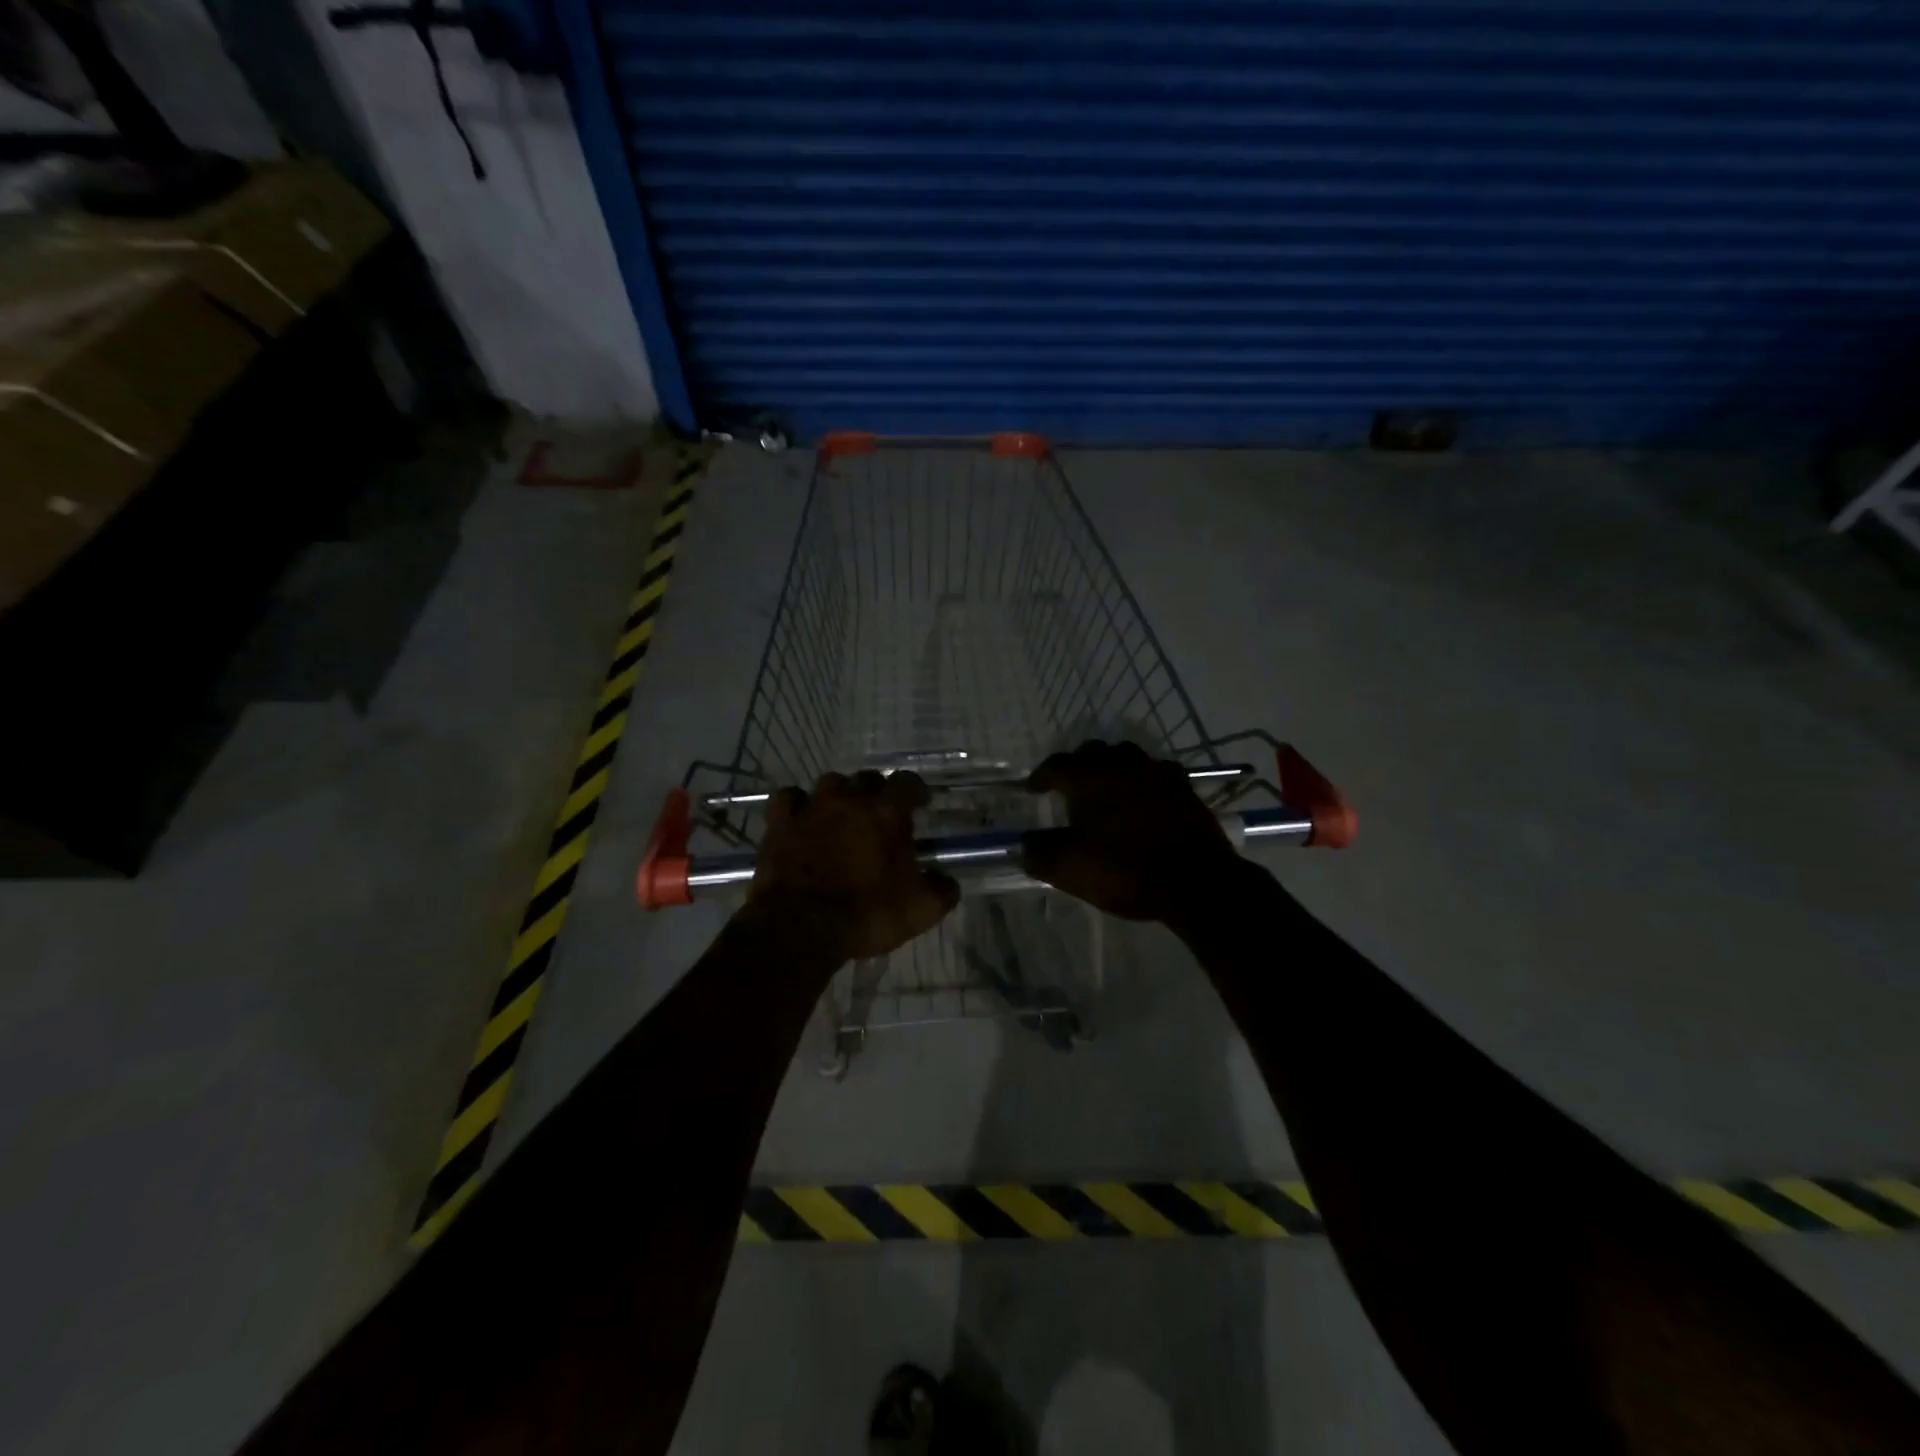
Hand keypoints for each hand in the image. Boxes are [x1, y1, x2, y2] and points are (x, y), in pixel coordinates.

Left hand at [752, 770, 960, 960]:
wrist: (801, 928)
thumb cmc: (867, 914)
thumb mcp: (921, 910)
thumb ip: (942, 890)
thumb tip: (946, 881)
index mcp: (887, 813)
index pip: (907, 781)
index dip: (915, 790)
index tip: (920, 803)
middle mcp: (850, 800)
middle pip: (868, 778)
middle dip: (878, 792)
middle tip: (881, 815)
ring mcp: (812, 808)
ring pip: (830, 783)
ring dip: (840, 794)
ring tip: (843, 814)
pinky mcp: (780, 824)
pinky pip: (789, 798)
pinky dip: (798, 804)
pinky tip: (802, 817)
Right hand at [1023, 740, 1242, 921]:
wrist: (1196, 882)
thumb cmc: (1125, 871)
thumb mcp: (1070, 869)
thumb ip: (1040, 853)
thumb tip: (1027, 844)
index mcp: (1090, 778)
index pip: (1056, 765)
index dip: (1041, 776)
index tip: (1033, 789)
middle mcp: (1122, 765)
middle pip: (1093, 752)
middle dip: (1077, 766)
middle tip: (1069, 786)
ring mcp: (1157, 773)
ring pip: (1127, 757)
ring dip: (1111, 768)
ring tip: (1106, 789)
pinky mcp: (1184, 788)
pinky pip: (1155, 773)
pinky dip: (1142, 781)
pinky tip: (1143, 799)